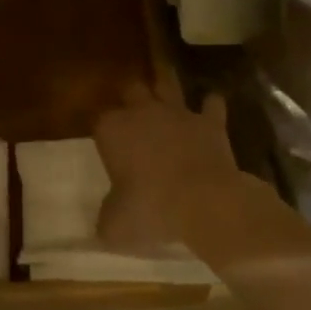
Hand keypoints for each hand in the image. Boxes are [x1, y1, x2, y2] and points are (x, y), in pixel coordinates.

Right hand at [93, 81, 239, 251]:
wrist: (205, 201)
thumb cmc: (151, 209)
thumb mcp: (115, 225)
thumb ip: (107, 217)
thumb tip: (105, 222)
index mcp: (113, 130)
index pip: (99, 120)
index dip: (102, 130)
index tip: (104, 143)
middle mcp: (143, 112)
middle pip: (131, 89)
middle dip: (130, 96)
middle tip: (131, 109)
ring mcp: (178, 113)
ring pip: (168, 84)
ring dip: (165, 84)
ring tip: (164, 84)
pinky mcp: (209, 121)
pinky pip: (211, 104)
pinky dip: (210, 106)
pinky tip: (210, 109)